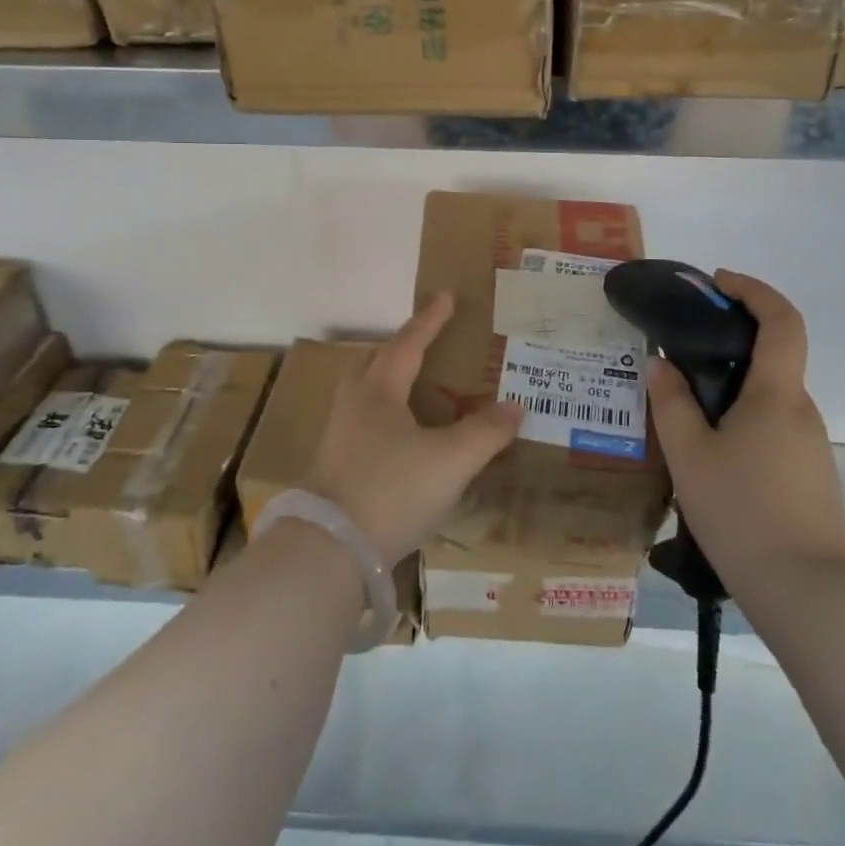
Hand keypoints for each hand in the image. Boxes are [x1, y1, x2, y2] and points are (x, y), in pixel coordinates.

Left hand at [306, 292, 521, 563]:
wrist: (329, 550)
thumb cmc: (391, 491)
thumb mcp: (450, 461)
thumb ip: (485, 432)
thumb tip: (515, 406)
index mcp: (380, 391)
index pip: (410, 344)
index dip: (431, 320)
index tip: (446, 295)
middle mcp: (355, 404)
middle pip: (378, 362)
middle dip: (403, 348)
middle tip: (428, 343)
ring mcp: (339, 436)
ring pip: (367, 393)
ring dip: (391, 382)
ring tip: (416, 389)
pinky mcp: (334, 466)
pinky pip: (364, 423)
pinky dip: (386, 416)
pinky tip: (400, 438)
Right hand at [646, 271, 844, 582]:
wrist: (810, 594)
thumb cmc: (743, 513)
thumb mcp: (689, 455)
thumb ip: (671, 403)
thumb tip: (660, 363)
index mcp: (777, 394)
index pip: (782, 320)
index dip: (754, 290)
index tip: (718, 283)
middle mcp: (801, 410)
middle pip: (772, 357)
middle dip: (729, 342)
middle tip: (679, 354)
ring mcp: (809, 445)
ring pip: (767, 398)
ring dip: (730, 388)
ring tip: (682, 411)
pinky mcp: (808, 475)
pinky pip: (771, 428)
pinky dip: (740, 420)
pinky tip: (708, 455)